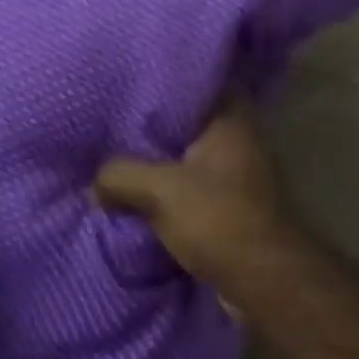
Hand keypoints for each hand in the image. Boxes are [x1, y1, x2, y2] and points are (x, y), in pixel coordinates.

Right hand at [95, 98, 299, 298]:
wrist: (263, 278)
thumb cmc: (218, 219)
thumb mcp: (159, 191)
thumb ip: (121, 175)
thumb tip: (95, 183)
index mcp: (232, 123)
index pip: (206, 83)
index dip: (173, 80)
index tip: (137, 81)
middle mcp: (243, 143)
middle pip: (196, 124)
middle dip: (159, 127)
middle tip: (118, 125)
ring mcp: (243, 178)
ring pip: (195, 161)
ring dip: (165, 166)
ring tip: (122, 161)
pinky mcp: (237, 209)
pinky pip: (197, 191)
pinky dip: (175, 194)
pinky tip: (143, 198)